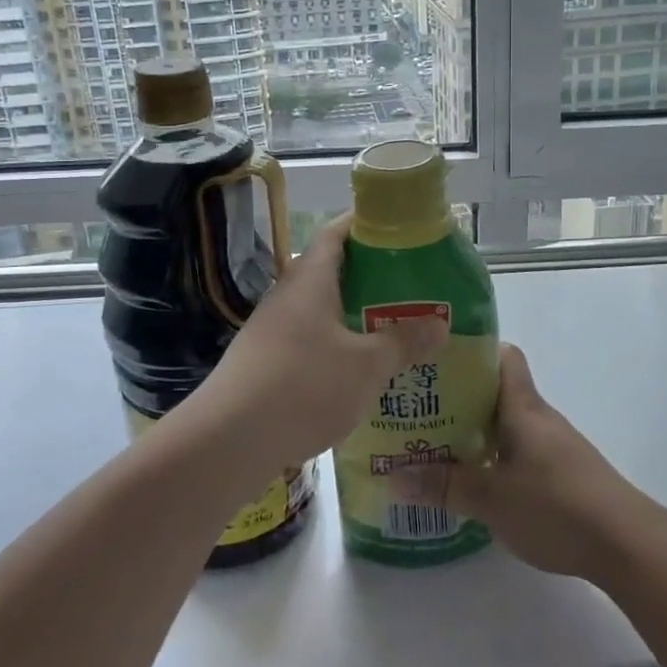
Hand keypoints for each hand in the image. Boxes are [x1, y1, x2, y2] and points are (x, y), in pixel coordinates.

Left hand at [202, 216, 447, 470]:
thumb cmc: (303, 387)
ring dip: (353, 316)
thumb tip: (440, 325)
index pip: (335, 233)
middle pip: (331, 272)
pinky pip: (308, 342)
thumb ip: (403, 343)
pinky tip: (358, 372)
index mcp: (311, 280)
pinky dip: (336, 347)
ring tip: (393, 328)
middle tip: (410, 285)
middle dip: (369, 276)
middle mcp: (288, 296)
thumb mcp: (366, 366)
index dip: (364, 224)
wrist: (226, 442)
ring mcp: (271, 330)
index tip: (397, 226)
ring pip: (320, 311)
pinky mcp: (264, 364)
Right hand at [402, 344, 650, 582]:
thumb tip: (393, 476)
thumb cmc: (556, 506)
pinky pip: (520, 452)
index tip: (438, 360)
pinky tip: (475, 483)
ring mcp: (554, 446)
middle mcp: (539, 418)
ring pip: (508, 425)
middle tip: (419, 410)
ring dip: (476, 432)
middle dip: (460, 397)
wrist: (627, 543)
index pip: (503, 356)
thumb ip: (444, 485)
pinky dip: (495, 458)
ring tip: (436, 446)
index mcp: (523, 407)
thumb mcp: (491, 498)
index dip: (473, 351)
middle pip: (498, 392)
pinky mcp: (563, 474)